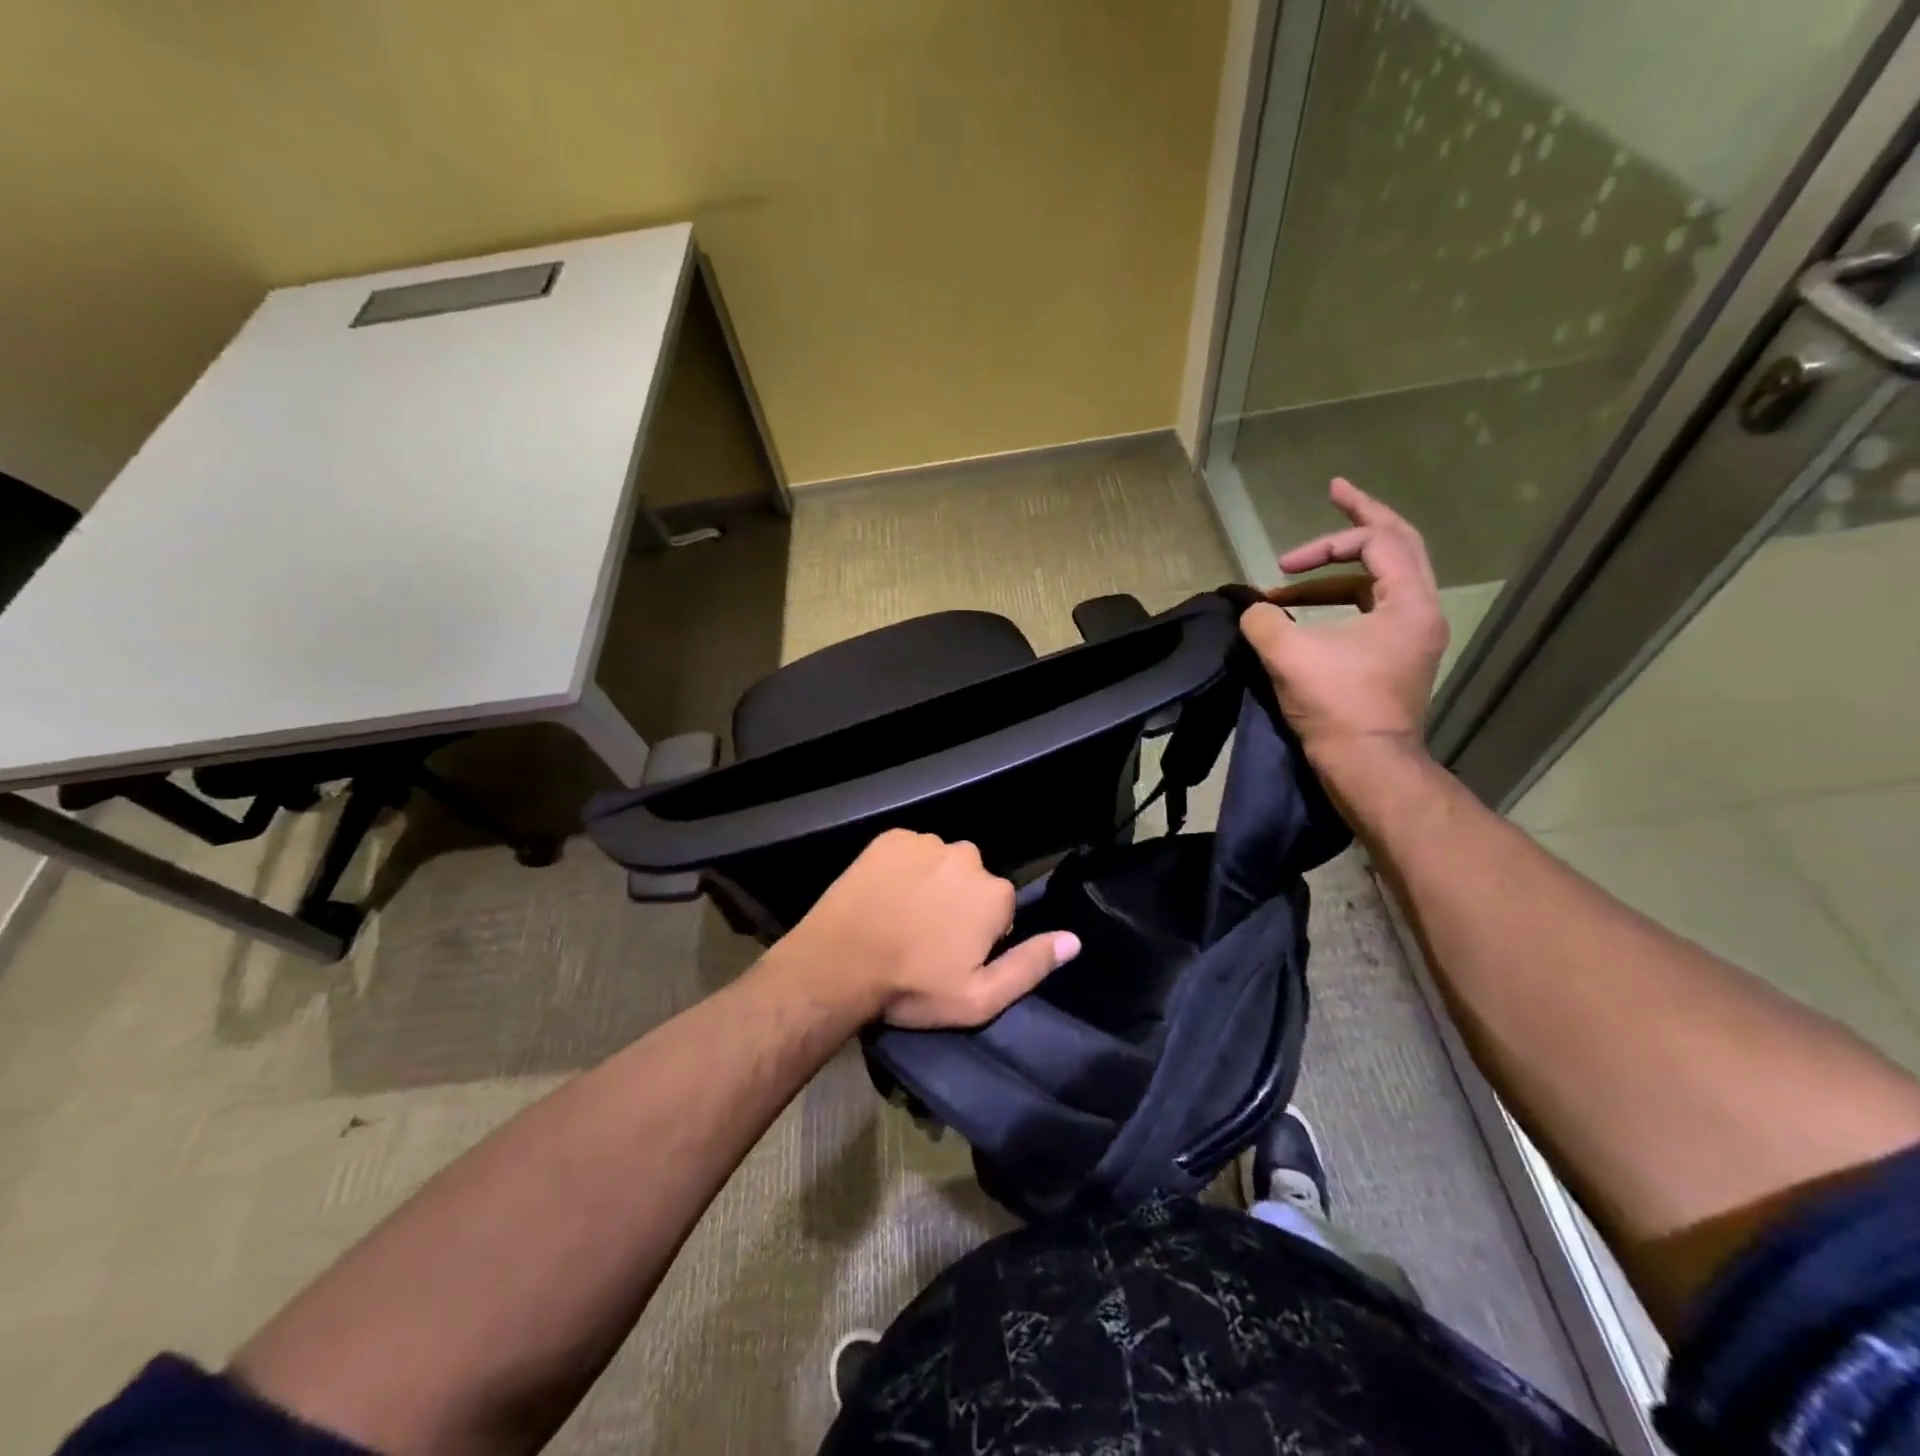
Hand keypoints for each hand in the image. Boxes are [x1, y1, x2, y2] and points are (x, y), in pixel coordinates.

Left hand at [782, 829, 1080, 1028]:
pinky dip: (902, 869)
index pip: (1000, 909)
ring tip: (901, 917)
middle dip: (958, 904)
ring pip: (940, 864)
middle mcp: (967, 856)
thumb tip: (1074, 939)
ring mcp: (925, 843)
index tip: (952, 956)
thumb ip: (1031, 965)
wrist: (839, 963)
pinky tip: (883, 896)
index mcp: (994, 892)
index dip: (980, 935)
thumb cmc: (913, 986)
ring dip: (931, 884)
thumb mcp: (980, 997)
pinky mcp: (889, 838)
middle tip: (926, 938)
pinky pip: (908, 851)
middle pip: (972, 881)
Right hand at [1238, 478, 1447, 777]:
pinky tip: (1301, 618)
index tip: (1299, 537)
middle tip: (1335, 496)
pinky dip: (1336, 604)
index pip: (1380, 541)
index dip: (1337, 531)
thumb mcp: (1289, 656)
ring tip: (1285, 586)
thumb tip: (1252, 610)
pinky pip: (1370, 611)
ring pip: (1379, 583)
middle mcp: (1421, 612)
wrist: (1366, 766)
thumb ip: (1263, 621)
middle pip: (1396, 547)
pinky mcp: (1394, 659)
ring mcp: (1411, 638)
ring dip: (1332, 578)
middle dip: (1359, 522)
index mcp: (1409, 603)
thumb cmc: (1337, 706)